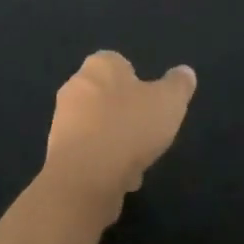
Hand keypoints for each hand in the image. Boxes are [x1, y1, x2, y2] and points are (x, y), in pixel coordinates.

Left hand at [43, 51, 196, 221]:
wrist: (85, 175)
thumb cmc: (129, 127)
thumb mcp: (168, 102)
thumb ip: (178, 85)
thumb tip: (185, 72)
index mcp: (100, 65)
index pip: (119, 64)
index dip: (137, 84)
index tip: (151, 105)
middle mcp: (76, 84)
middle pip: (107, 96)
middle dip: (126, 116)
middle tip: (146, 135)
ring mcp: (62, 118)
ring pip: (98, 127)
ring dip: (116, 143)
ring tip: (136, 164)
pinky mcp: (58, 150)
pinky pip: (88, 152)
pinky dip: (103, 163)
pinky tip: (119, 180)